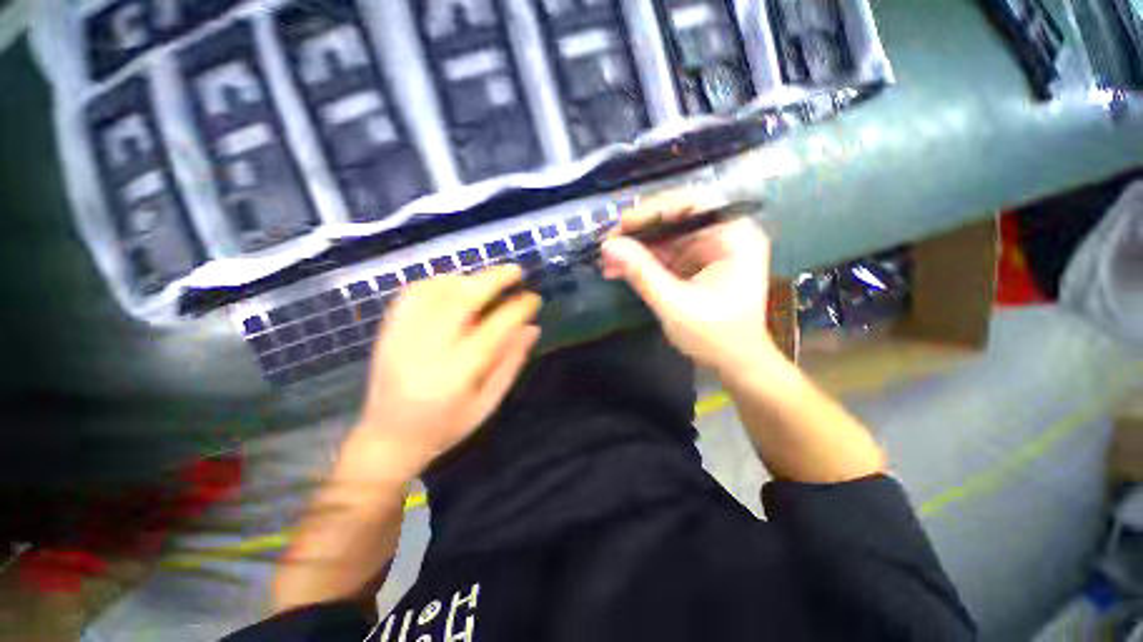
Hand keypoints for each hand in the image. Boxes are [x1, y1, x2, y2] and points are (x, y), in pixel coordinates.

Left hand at [353, 266, 540, 480]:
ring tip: (487, 281)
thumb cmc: (445, 426)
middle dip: (493, 279)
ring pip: (436, 290)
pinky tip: (454, 286)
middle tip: (515, 271)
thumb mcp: (487, 403)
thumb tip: (532, 328)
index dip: (517, 309)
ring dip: (467, 278)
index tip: (533, 298)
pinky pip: (412, 293)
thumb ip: (510, 363)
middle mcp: (426, 351)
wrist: (387, 439)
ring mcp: (401, 337)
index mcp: (455, 375)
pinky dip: (437, 282)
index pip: (493, 329)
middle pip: (461, 299)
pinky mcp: (387, 331)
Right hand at [600, 190, 778, 374]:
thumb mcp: (674, 304)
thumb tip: (608, 246)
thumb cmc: (715, 336)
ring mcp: (710, 251)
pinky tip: (619, 270)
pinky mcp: (697, 265)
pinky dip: (643, 262)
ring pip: (666, 238)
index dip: (655, 210)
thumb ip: (641, 272)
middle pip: (676, 220)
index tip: (622, 226)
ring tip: (607, 261)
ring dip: (636, 250)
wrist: (734, 364)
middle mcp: (724, 236)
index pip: (693, 203)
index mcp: (734, 237)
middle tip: (608, 245)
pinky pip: (666, 255)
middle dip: (639, 234)